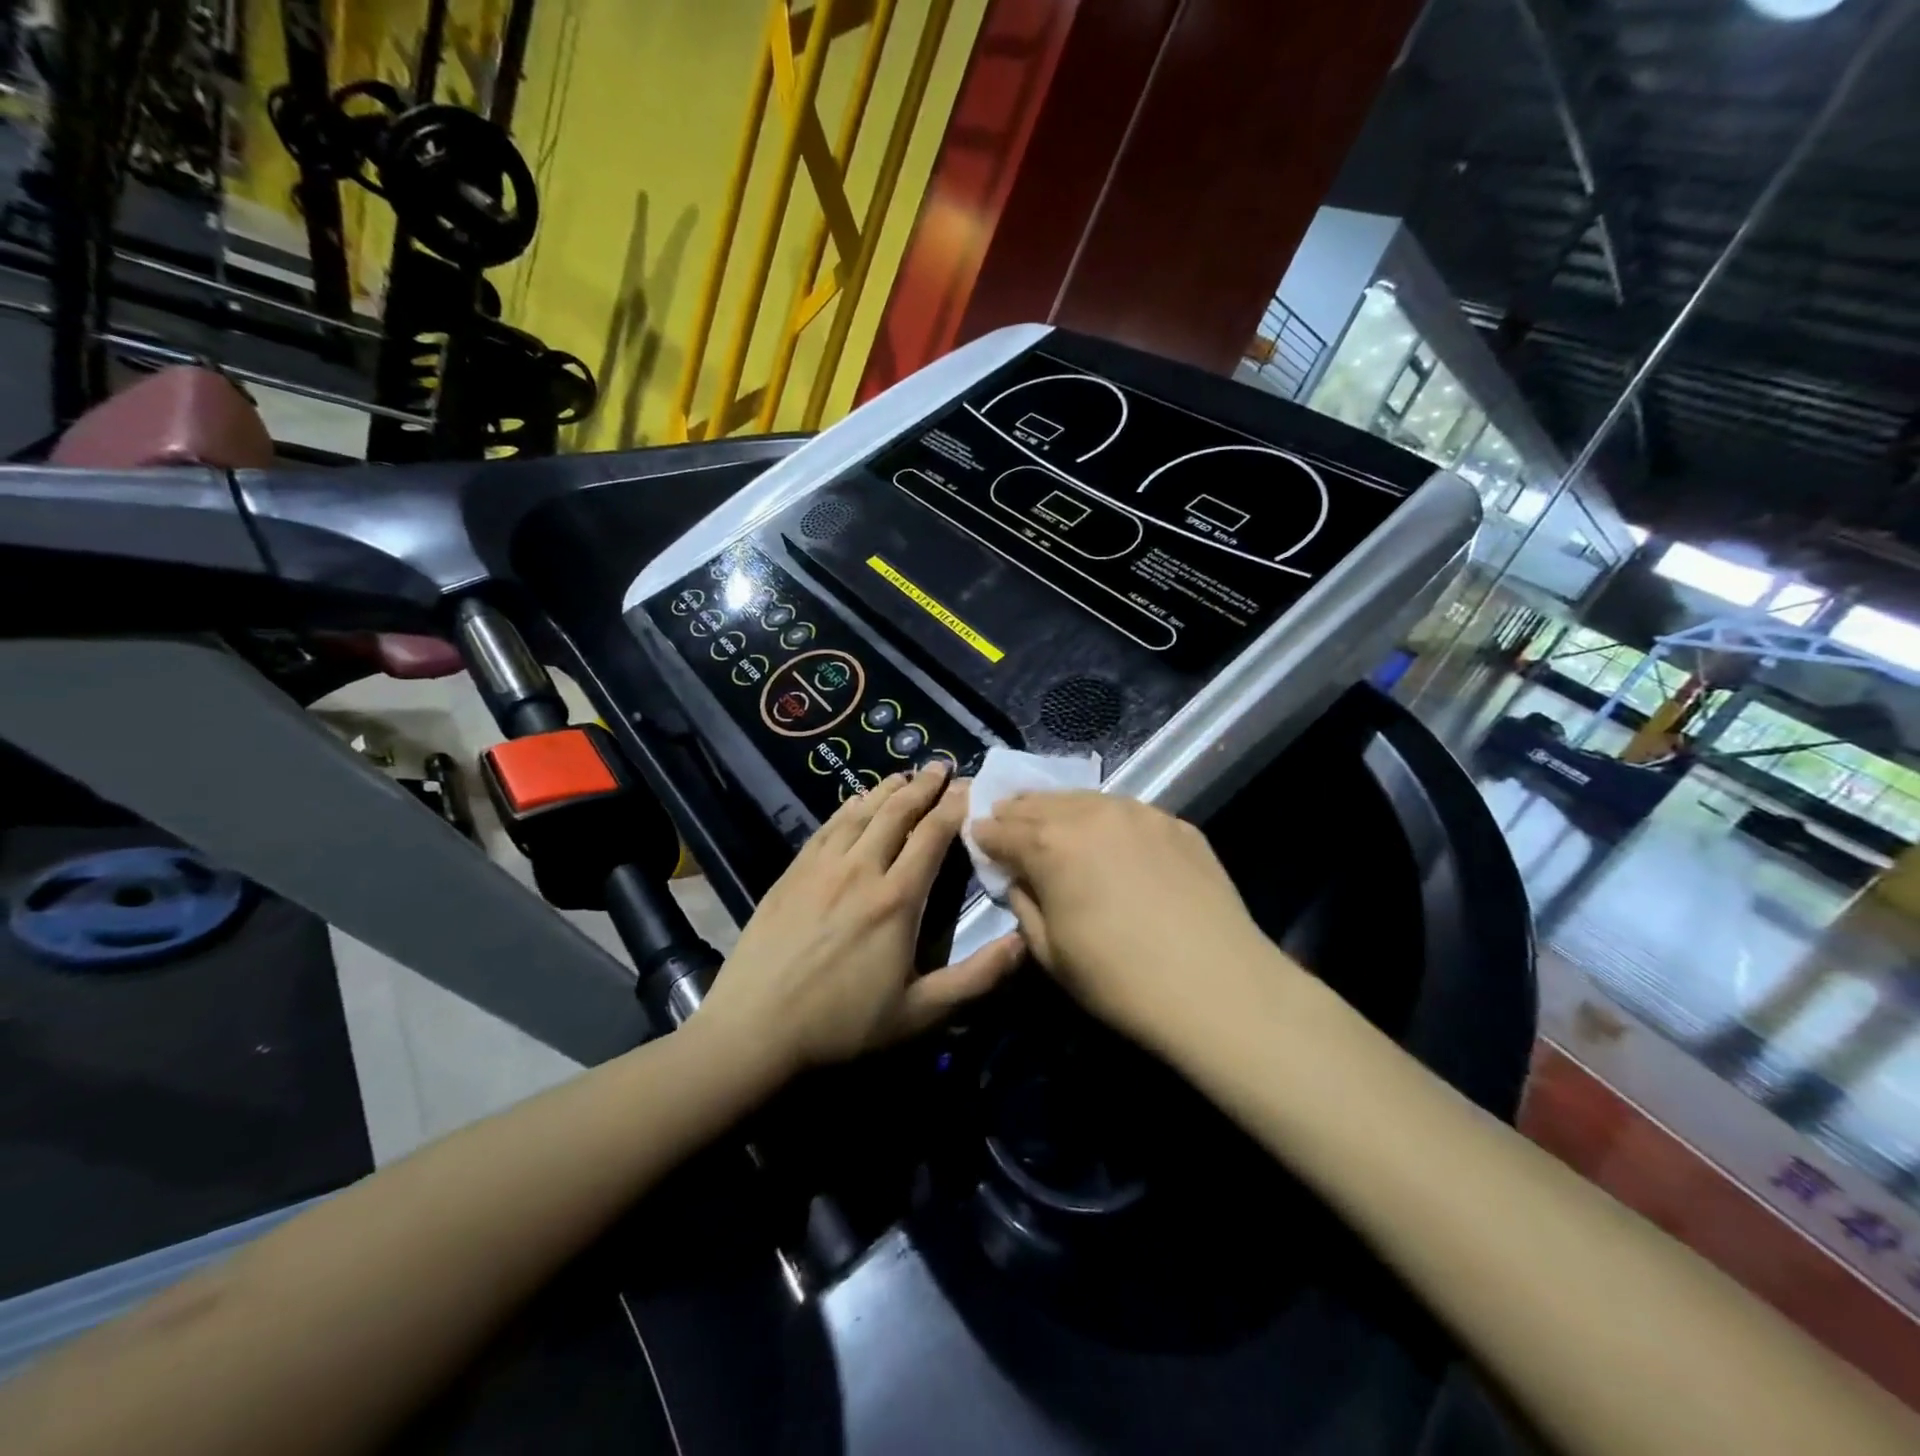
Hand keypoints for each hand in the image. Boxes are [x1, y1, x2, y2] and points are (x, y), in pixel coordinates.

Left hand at [697, 763, 1023, 1076]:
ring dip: (887, 789)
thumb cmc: (841, 1024)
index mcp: (896, 899)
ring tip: (906, 775)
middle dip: (923, 786)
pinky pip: (827, 827)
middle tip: (942, 767)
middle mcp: (861, 870)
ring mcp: (821, 867)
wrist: (754, 1028)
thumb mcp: (919, 1014)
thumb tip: (1024, 943)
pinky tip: (856, 801)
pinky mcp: (792, 873)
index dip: (953, 807)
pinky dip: (848, 807)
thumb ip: (976, 978)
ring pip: (861, 813)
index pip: (932, 836)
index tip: (970, 787)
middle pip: (897, 813)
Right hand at [970, 792, 1295, 1050]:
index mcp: (1050, 845)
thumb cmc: (1119, 980)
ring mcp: (1138, 813)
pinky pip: (1126, 811)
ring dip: (1059, 808)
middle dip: (1016, 812)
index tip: (976, 837)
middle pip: (1039, 803)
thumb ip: (1024, 903)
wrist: (1217, 985)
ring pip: (1083, 798)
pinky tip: (1108, 837)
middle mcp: (1090, 814)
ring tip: (1051, 819)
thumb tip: (1018, 877)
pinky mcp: (1175, 823)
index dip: (984, 835)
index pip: (1002, 830)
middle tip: (1005, 820)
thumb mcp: (1050, 952)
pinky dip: (1104, 818)